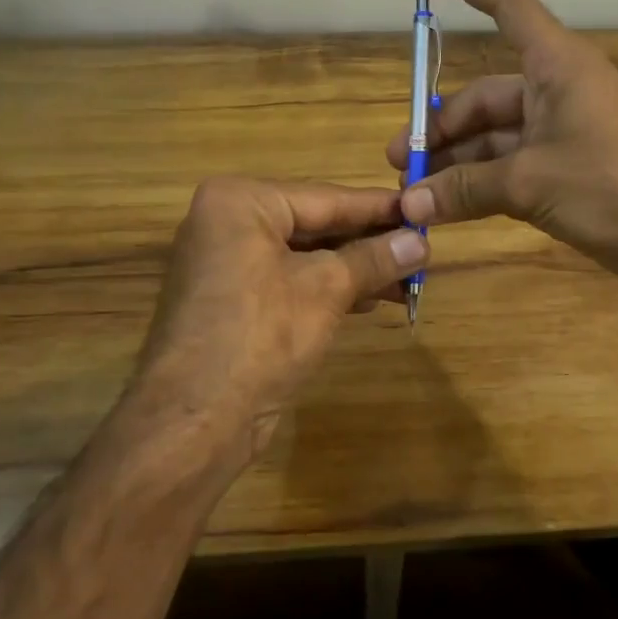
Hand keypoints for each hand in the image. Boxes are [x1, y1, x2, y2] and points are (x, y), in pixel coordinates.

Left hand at [134, 177, 427, 461]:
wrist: (195, 420)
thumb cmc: (261, 335)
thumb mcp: (326, 289)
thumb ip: (375, 258)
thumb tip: (421, 241)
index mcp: (240, 202)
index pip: (325, 198)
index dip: (378, 207)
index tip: (422, 207)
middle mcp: (226, 223)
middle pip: (314, 225)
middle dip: (369, 243)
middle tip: (421, 248)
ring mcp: (225, 264)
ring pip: (304, 256)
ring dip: (354, 269)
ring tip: (407, 278)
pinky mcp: (231, 301)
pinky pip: (289, 281)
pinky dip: (328, 289)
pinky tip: (368, 300)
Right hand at [387, 0, 617, 294]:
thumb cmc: (615, 185)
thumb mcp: (532, 182)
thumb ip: (466, 188)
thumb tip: (409, 203)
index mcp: (556, 65)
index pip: (507, 4)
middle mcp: (555, 90)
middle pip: (484, 96)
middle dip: (440, 126)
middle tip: (401, 160)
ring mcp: (560, 133)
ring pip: (493, 137)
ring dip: (456, 161)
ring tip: (415, 190)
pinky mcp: (564, 171)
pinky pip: (508, 167)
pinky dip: (478, 184)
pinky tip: (446, 207)